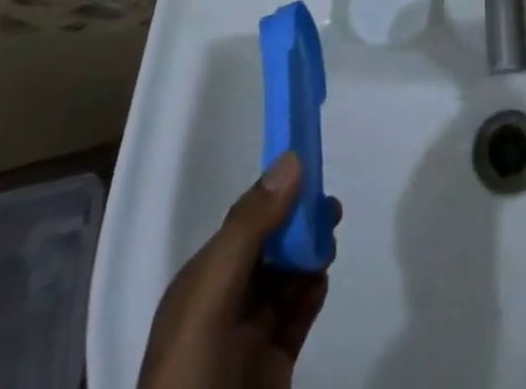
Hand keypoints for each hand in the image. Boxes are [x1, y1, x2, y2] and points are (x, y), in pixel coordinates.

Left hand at [137, 154, 337, 388]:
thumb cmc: (192, 376)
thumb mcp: (211, 299)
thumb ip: (248, 229)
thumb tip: (292, 159)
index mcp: (200, 285)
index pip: (244, 223)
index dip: (277, 196)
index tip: (313, 173)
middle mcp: (222, 306)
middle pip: (269, 248)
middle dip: (299, 224)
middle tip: (332, 211)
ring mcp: (247, 339)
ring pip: (286, 279)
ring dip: (309, 255)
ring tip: (330, 244)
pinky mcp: (271, 368)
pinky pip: (296, 317)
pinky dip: (312, 294)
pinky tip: (322, 282)